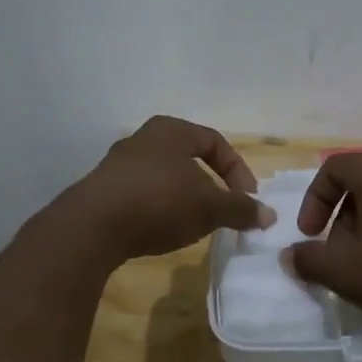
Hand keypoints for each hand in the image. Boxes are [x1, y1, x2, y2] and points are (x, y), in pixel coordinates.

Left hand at [69, 116, 271, 261]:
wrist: (92, 226)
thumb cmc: (160, 201)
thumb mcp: (210, 207)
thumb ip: (240, 208)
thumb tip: (268, 214)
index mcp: (172, 130)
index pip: (216, 142)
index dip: (238, 171)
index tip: (247, 200)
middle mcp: (144, 139)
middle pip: (190, 158)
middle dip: (212, 185)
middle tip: (224, 211)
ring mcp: (119, 165)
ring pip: (166, 177)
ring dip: (186, 199)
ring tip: (197, 225)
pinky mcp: (103, 191)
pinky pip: (143, 195)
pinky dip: (160, 209)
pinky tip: (164, 231)